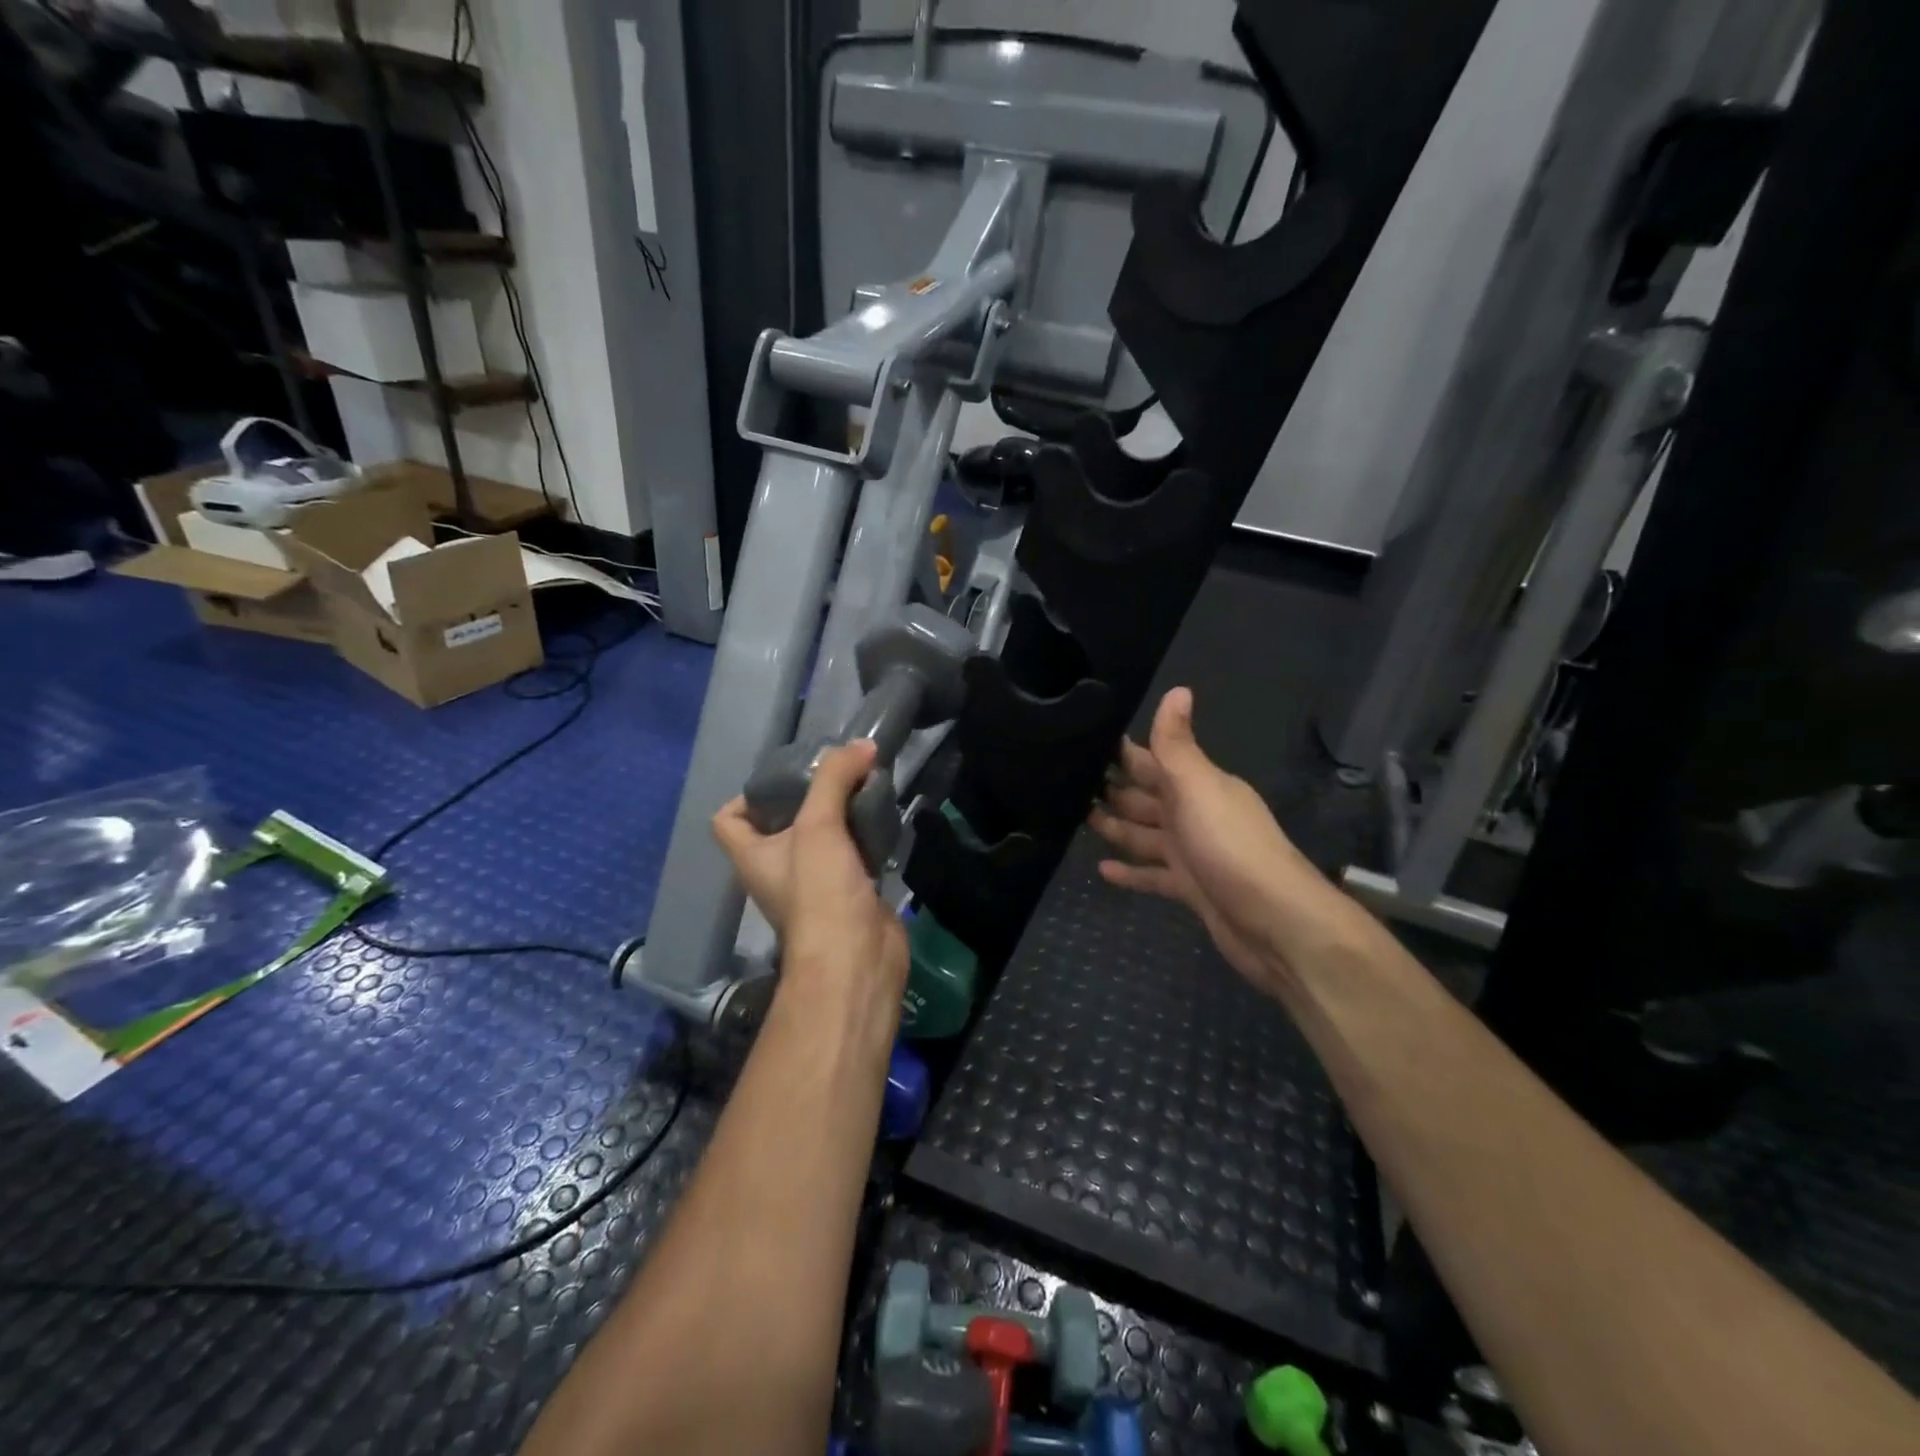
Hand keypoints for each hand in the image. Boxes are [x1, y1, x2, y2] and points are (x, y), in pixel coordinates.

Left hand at [712, 740, 907, 1007]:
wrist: (856, 957)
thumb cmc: (819, 892)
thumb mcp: (818, 826)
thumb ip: (834, 779)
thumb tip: (861, 745)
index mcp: (753, 856)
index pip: (728, 819)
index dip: (745, 796)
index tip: (782, 777)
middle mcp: (777, 870)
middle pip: (782, 824)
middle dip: (808, 796)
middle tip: (835, 773)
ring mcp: (814, 885)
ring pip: (822, 838)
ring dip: (841, 814)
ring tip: (864, 787)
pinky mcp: (848, 893)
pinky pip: (853, 854)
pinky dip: (865, 835)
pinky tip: (883, 818)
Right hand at [1090, 688, 1327, 997]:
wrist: (1275, 922)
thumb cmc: (1230, 847)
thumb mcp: (1199, 788)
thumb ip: (1178, 745)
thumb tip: (1178, 688)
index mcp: (1197, 785)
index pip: (1152, 760)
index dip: (1121, 752)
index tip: (1081, 741)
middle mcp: (1193, 814)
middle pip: (1145, 797)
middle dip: (1111, 789)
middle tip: (1065, 782)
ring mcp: (1192, 853)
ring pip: (1144, 835)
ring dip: (1115, 827)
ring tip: (1074, 819)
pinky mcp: (1189, 888)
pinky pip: (1152, 875)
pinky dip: (1131, 872)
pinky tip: (1102, 870)